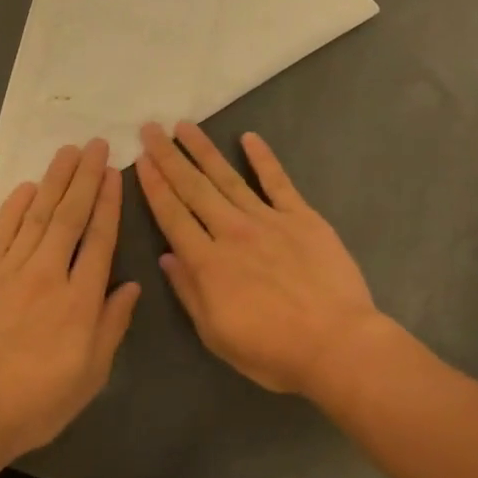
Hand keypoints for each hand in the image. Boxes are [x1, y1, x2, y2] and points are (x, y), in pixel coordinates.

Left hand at [0, 140, 140, 455]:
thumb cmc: (37, 402)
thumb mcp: (91, 374)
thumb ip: (112, 325)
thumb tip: (131, 285)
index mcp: (81, 300)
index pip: (100, 239)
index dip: (109, 203)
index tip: (115, 172)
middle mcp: (48, 274)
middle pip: (70, 216)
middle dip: (86, 178)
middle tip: (96, 144)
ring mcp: (9, 272)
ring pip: (37, 215)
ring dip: (54, 180)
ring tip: (67, 151)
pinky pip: (0, 233)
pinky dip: (13, 207)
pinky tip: (26, 186)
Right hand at [134, 121, 389, 397]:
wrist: (336, 343)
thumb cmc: (273, 351)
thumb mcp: (217, 335)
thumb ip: (190, 292)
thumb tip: (167, 257)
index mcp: (208, 263)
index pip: (173, 216)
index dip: (154, 186)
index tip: (141, 160)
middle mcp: (232, 232)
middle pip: (194, 189)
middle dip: (169, 158)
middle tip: (151, 129)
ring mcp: (269, 220)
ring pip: (228, 178)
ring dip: (204, 150)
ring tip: (184, 126)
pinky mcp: (303, 217)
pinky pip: (278, 182)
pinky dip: (263, 158)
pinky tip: (249, 137)